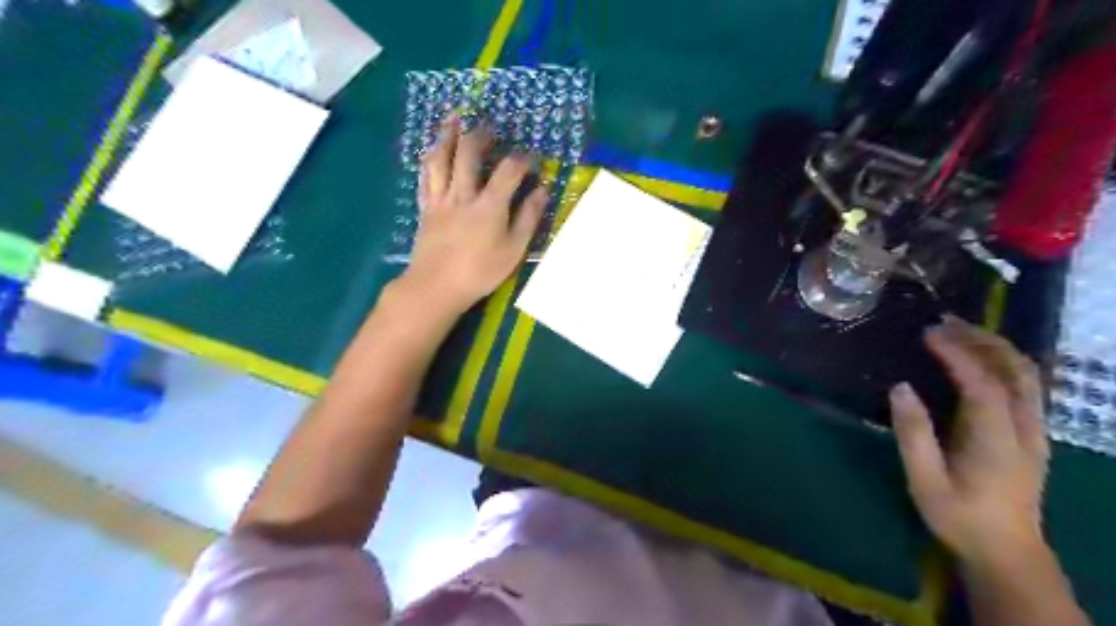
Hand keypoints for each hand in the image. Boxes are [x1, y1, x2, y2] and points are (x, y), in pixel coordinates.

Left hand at [401, 113, 547, 314]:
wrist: (436, 287)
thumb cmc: (480, 272)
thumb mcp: (514, 250)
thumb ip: (528, 218)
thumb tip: (542, 191)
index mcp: (489, 205)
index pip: (509, 170)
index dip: (522, 159)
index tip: (532, 158)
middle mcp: (463, 194)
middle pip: (469, 153)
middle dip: (481, 135)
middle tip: (490, 128)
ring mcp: (440, 199)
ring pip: (441, 158)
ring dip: (448, 135)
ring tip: (453, 118)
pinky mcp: (425, 208)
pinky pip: (425, 176)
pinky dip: (430, 159)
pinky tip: (432, 151)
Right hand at [887, 314, 1052, 570]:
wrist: (1006, 551)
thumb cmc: (959, 515)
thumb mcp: (925, 479)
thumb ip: (913, 433)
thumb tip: (900, 387)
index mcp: (997, 439)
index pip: (982, 383)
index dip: (956, 354)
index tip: (928, 333)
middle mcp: (1024, 428)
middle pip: (1017, 370)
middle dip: (983, 339)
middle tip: (945, 322)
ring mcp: (1034, 430)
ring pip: (1026, 376)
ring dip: (995, 347)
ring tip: (958, 331)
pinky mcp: (1030, 434)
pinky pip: (1024, 387)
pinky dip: (1002, 362)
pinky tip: (978, 358)